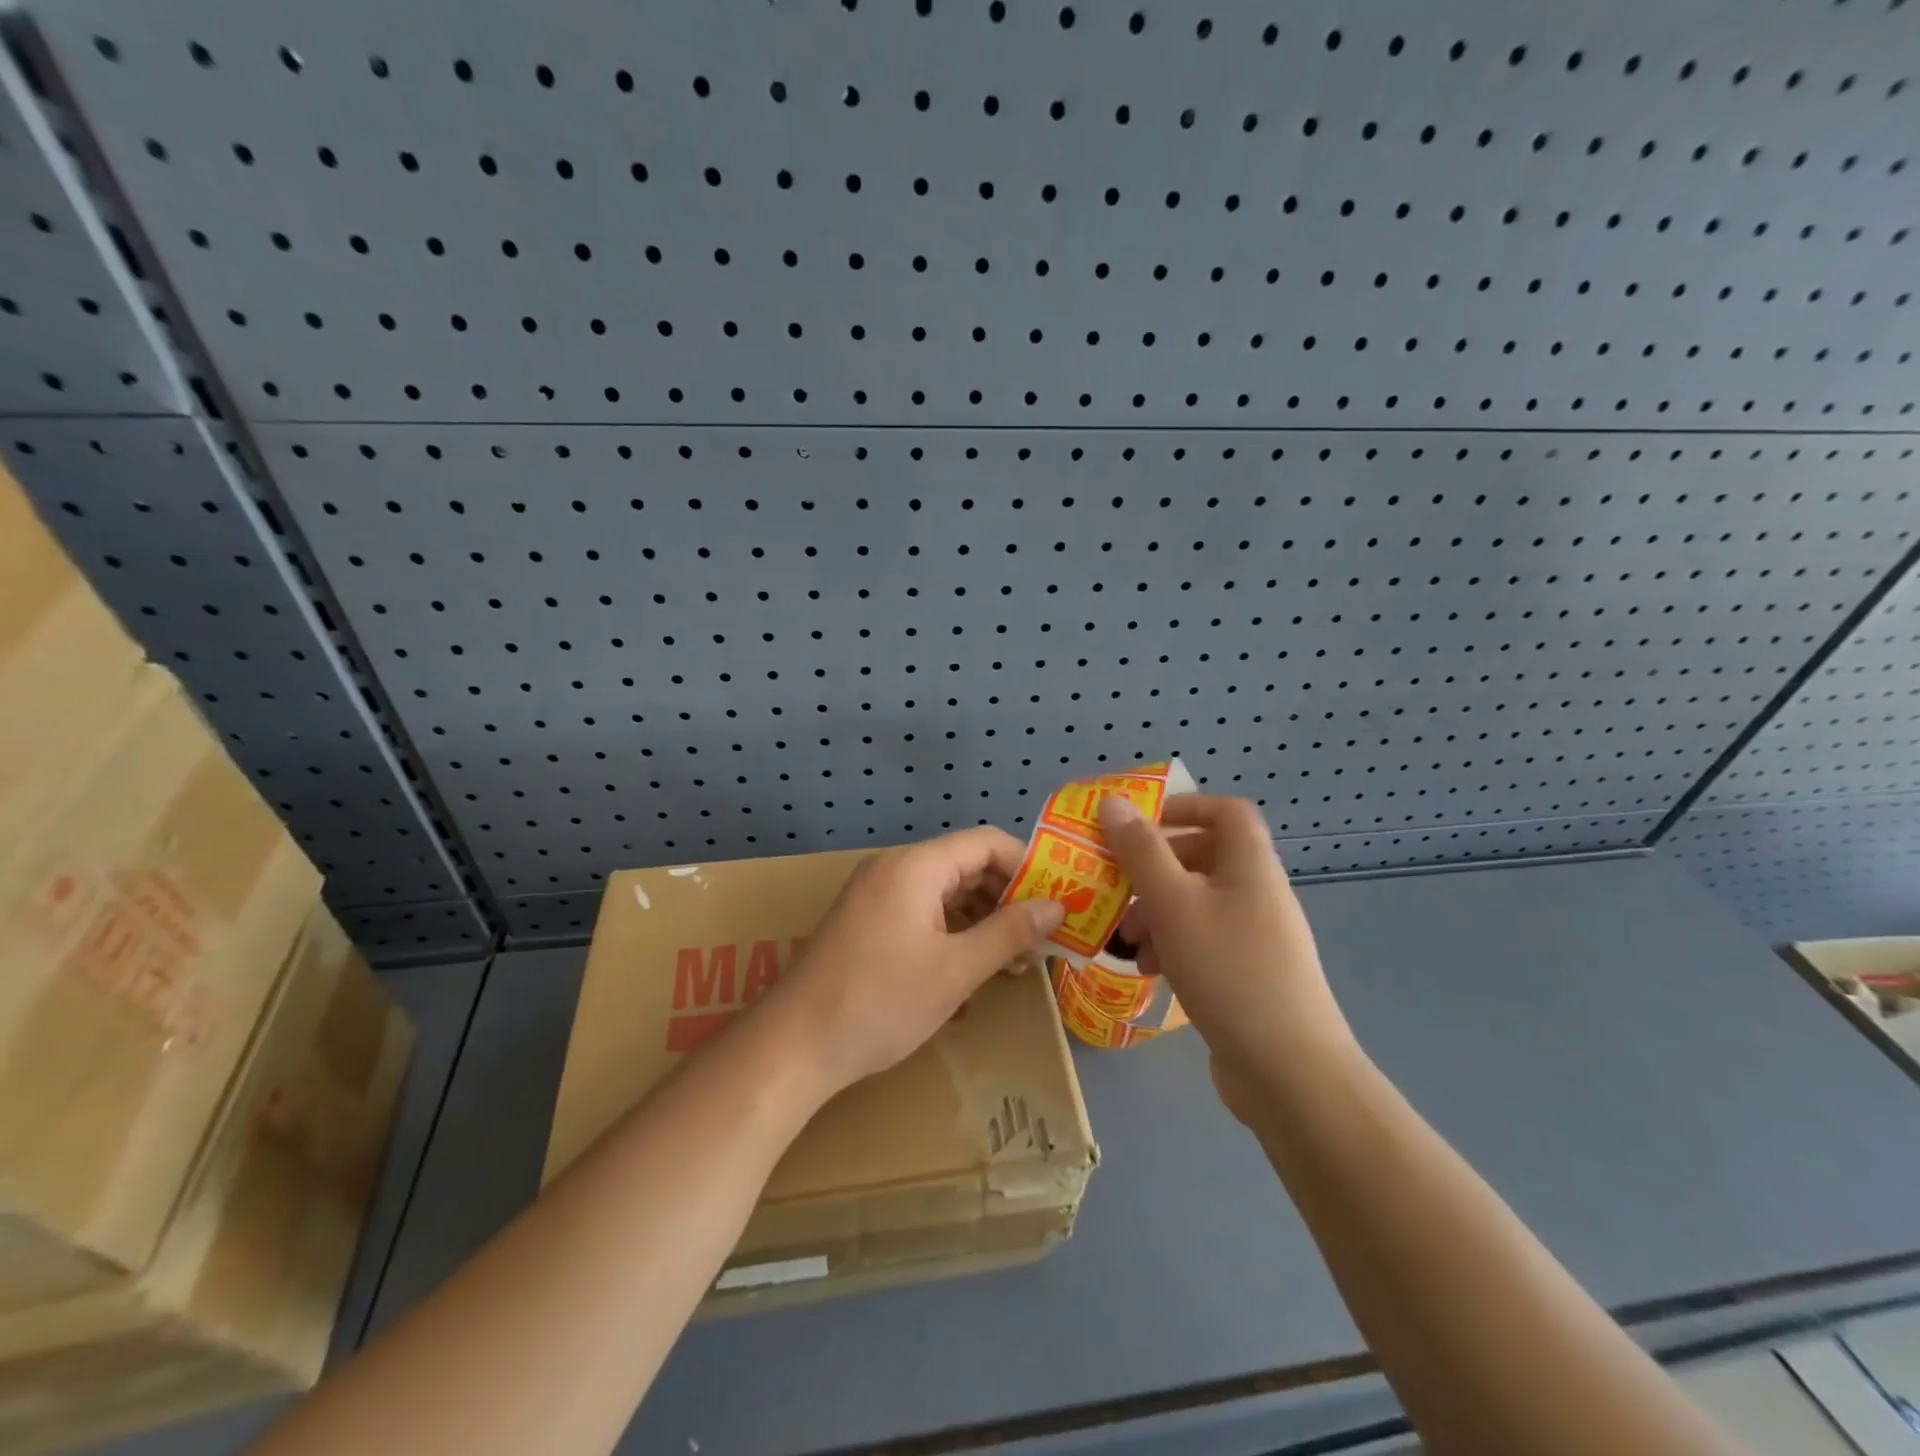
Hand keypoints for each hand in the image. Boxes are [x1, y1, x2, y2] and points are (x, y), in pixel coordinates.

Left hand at [761, 828, 1066, 1096]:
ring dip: (982, 916)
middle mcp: (893, 867)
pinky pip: (920, 908)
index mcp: (915, 866)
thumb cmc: (881, 1002)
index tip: (1057, 901)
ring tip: (1014, 958)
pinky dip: (952, 927)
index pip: (985, 842)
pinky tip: (972, 961)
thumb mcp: (956, 970)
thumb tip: (1057, 906)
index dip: (1027, 865)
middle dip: (1007, 896)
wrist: (794, 1045)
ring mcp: (875, 893)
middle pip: (965, 864)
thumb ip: (1009, 932)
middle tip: (1041, 937)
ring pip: (944, 889)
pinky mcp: (865, 919)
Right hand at [1100, 794, 1359, 1122]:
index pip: (1226, 811)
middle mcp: (1258, 893)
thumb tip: (1113, 802)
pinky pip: (1204, 941)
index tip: (1139, 824)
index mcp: (1250, 865)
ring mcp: (1257, 937)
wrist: (1288, 1071)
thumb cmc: (1228, 970)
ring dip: (1157, 912)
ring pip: (1198, 903)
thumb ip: (1140, 851)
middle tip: (1117, 887)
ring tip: (1127, 941)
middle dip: (1154, 870)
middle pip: (1204, 858)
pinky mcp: (1250, 974)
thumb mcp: (1173, 903)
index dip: (1185, 807)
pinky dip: (1173, 945)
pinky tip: (1150, 971)